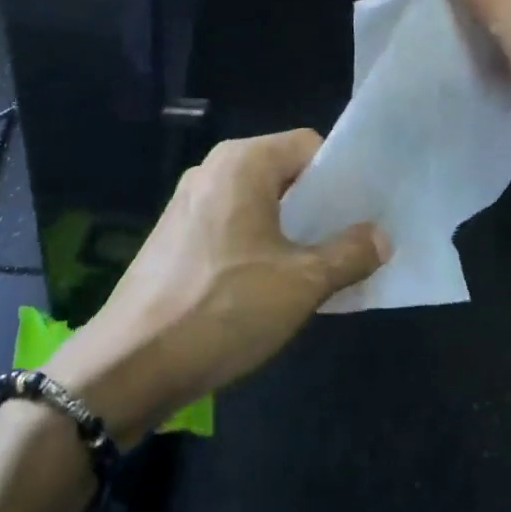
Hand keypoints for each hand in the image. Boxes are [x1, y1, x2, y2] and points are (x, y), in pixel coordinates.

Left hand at [49, 131, 386, 443]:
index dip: (342, 176)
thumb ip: (349, 254)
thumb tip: (381, 237)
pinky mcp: (175, 238)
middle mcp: (213, 171)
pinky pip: (233, 227)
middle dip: (320, 208)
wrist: (129, 365)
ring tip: (318, 270)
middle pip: (284, 174)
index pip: (309, 146)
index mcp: (242, 163)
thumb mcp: (302, 284)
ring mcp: (188, 204)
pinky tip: (272, 287)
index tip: (364, 213)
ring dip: (292, 232)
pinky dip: (260, 246)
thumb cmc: (223, 308)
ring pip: (259, 204)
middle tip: (351, 244)